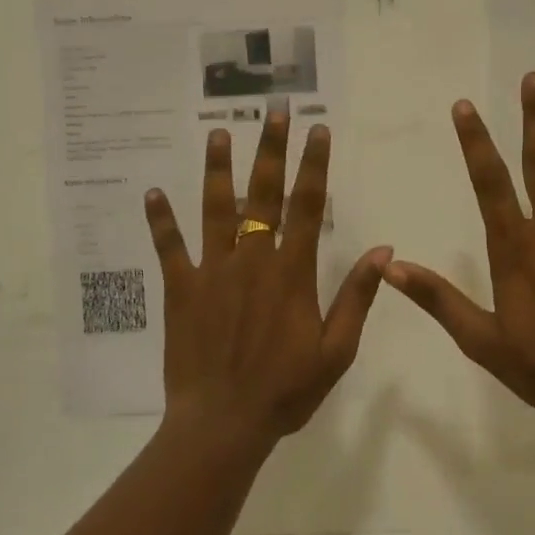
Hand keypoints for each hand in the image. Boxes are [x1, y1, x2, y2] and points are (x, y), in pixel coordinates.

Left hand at [144, 112, 390, 445]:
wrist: (224, 423)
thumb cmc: (286, 390)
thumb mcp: (337, 350)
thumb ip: (357, 296)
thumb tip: (382, 248)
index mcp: (291, 272)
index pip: (308, 206)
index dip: (314, 164)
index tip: (317, 129)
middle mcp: (252, 260)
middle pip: (263, 194)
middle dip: (270, 149)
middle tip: (273, 111)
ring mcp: (212, 271)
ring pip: (215, 209)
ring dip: (218, 170)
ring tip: (219, 133)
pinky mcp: (181, 289)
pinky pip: (169, 248)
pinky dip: (161, 221)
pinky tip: (152, 193)